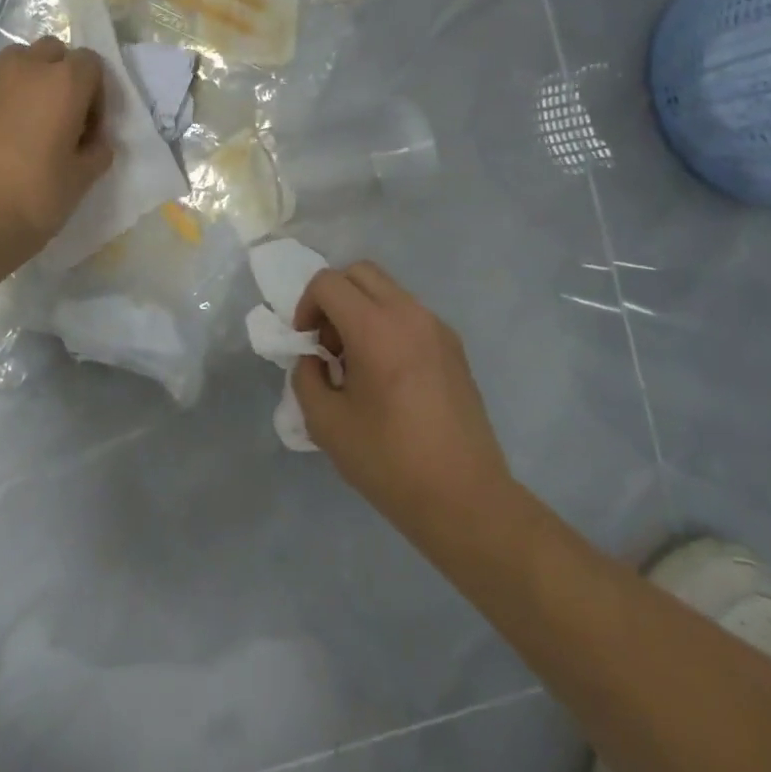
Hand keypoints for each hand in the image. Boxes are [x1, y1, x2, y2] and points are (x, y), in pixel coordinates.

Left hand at [0, 37, 113, 282]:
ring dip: (28, 84)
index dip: (97, 94)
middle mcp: (23, 70)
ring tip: (27, 128)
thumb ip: (97, 150)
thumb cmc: (32, 201)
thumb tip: (93, 140)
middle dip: (62, 77)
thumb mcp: (82, 180)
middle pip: (52, 52)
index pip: (91, 63)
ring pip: (15, 64)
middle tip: (61, 120)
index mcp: (62, 83)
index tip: (89, 129)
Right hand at [293, 262, 511, 536]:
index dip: (306, 306)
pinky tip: (387, 376)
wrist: (464, 498)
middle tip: (329, 345)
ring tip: (357, 364)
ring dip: (361, 311)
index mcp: (376, 328)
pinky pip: (410, 314)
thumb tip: (314, 359)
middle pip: (360, 273)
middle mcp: (410, 314)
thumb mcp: (326, 423)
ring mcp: (437, 328)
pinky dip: (387, 325)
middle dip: (333, 299)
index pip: (328, 283)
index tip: (307, 345)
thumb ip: (307, 377)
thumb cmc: (389, 462)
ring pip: (387, 291)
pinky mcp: (454, 347)